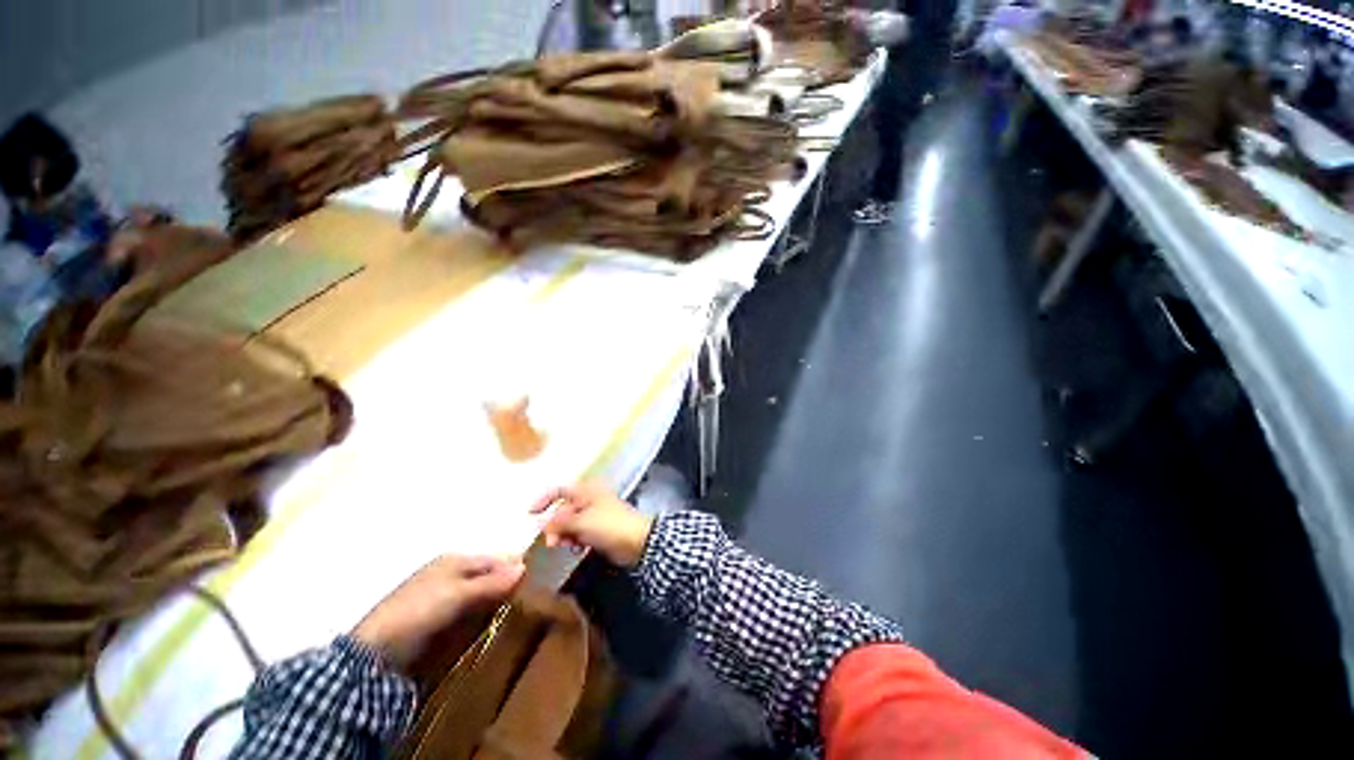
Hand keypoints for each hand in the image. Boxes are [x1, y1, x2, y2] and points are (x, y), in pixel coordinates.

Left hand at [352, 555, 523, 669]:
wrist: (375, 654)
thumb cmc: (418, 611)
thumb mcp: (458, 594)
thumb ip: (491, 582)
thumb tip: (525, 566)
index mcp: (455, 561)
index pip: (495, 559)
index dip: (515, 565)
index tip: (542, 574)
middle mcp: (451, 575)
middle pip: (489, 576)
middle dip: (510, 584)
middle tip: (537, 596)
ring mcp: (444, 600)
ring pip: (482, 596)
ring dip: (499, 602)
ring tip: (525, 612)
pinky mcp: (439, 624)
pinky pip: (471, 615)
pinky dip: (485, 617)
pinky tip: (498, 626)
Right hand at [530, 481, 652, 568]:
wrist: (637, 542)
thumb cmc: (609, 526)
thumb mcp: (582, 522)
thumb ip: (559, 522)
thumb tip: (540, 523)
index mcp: (587, 492)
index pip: (560, 490)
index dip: (544, 500)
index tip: (530, 515)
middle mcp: (589, 500)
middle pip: (563, 509)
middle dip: (555, 525)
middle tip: (552, 541)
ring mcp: (594, 515)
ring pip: (570, 523)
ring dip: (564, 534)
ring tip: (565, 545)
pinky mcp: (598, 530)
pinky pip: (579, 533)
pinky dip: (574, 540)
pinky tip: (576, 549)